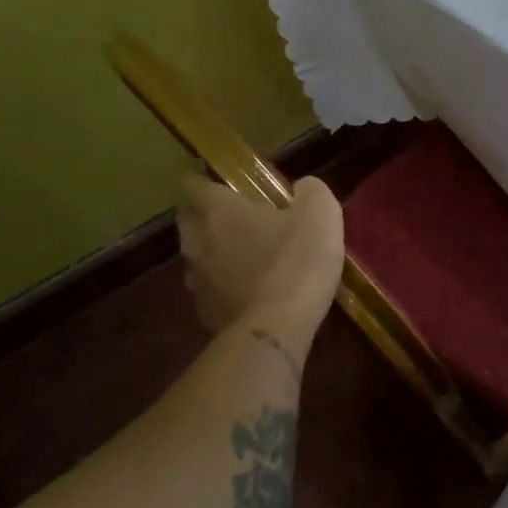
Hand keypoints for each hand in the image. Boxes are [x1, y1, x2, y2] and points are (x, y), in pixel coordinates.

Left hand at [179, 175, 343, 337]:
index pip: (191, 185)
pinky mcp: (204, 314)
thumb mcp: (320, 212)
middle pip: (187, 220)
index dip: (201, 180)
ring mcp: (197, 281)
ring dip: (212, 252)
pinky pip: (210, 290)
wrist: (278, 328)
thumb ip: (310, 191)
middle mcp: (198, 242)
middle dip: (203, 214)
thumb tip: (302, 188)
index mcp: (219, 211)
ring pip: (196, 257)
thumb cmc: (297, 260)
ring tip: (241, 256)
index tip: (216, 180)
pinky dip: (223, 286)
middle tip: (232, 215)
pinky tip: (247, 292)